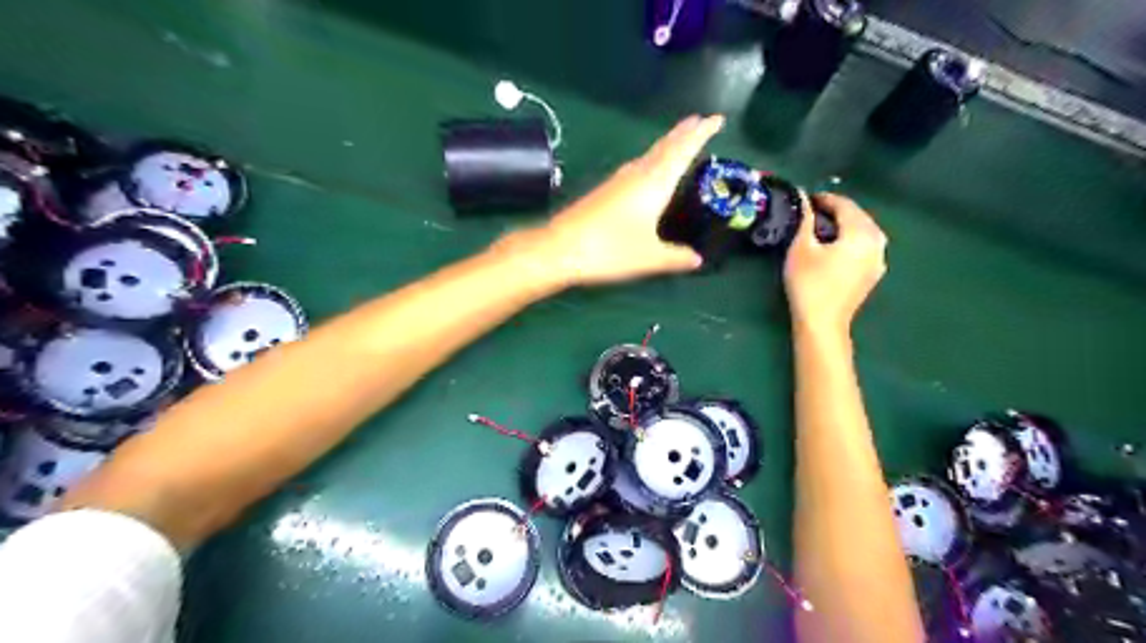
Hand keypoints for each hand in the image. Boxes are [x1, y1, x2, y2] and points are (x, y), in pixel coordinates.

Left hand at [529, 114, 722, 284]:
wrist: (560, 248)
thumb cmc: (610, 249)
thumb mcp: (650, 258)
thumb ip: (676, 257)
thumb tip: (697, 259)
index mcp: (654, 183)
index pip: (683, 151)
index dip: (701, 134)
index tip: (717, 119)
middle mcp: (637, 175)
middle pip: (665, 146)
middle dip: (684, 133)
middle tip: (701, 121)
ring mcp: (617, 181)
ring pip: (649, 155)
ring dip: (667, 144)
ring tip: (680, 140)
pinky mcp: (604, 191)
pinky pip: (637, 167)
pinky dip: (652, 160)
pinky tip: (648, 171)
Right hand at [785, 191, 888, 333]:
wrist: (822, 323)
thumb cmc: (809, 283)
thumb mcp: (801, 248)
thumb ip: (804, 220)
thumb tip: (802, 198)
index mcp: (861, 232)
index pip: (844, 205)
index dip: (824, 199)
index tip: (806, 199)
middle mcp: (877, 242)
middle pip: (858, 216)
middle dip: (836, 211)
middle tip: (811, 212)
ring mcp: (879, 259)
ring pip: (863, 231)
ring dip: (844, 226)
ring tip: (821, 229)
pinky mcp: (874, 273)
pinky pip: (864, 246)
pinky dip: (850, 240)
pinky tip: (834, 247)